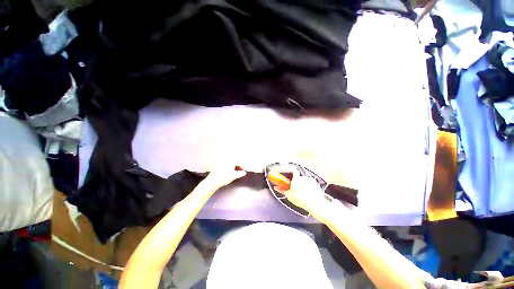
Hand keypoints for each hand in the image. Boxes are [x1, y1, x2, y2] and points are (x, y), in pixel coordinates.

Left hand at [200, 165, 246, 192]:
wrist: (212, 182)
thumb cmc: (223, 178)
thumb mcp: (234, 176)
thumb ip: (240, 173)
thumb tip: (243, 172)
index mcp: (230, 161)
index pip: (239, 162)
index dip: (243, 167)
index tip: (245, 170)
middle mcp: (226, 160)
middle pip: (235, 162)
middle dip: (239, 166)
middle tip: (241, 171)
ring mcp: (221, 162)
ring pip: (231, 163)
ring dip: (234, 167)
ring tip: (236, 173)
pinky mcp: (218, 166)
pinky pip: (227, 165)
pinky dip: (230, 168)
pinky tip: (230, 173)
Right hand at [274, 170, 334, 223]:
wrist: (315, 204)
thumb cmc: (302, 200)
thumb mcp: (289, 196)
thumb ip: (282, 190)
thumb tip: (276, 187)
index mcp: (296, 180)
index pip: (293, 170)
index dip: (290, 170)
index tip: (288, 173)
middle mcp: (303, 178)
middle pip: (298, 177)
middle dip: (296, 182)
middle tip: (295, 189)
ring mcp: (310, 180)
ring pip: (303, 180)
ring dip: (302, 184)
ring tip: (303, 193)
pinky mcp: (315, 183)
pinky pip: (309, 183)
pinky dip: (308, 186)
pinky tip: (308, 193)